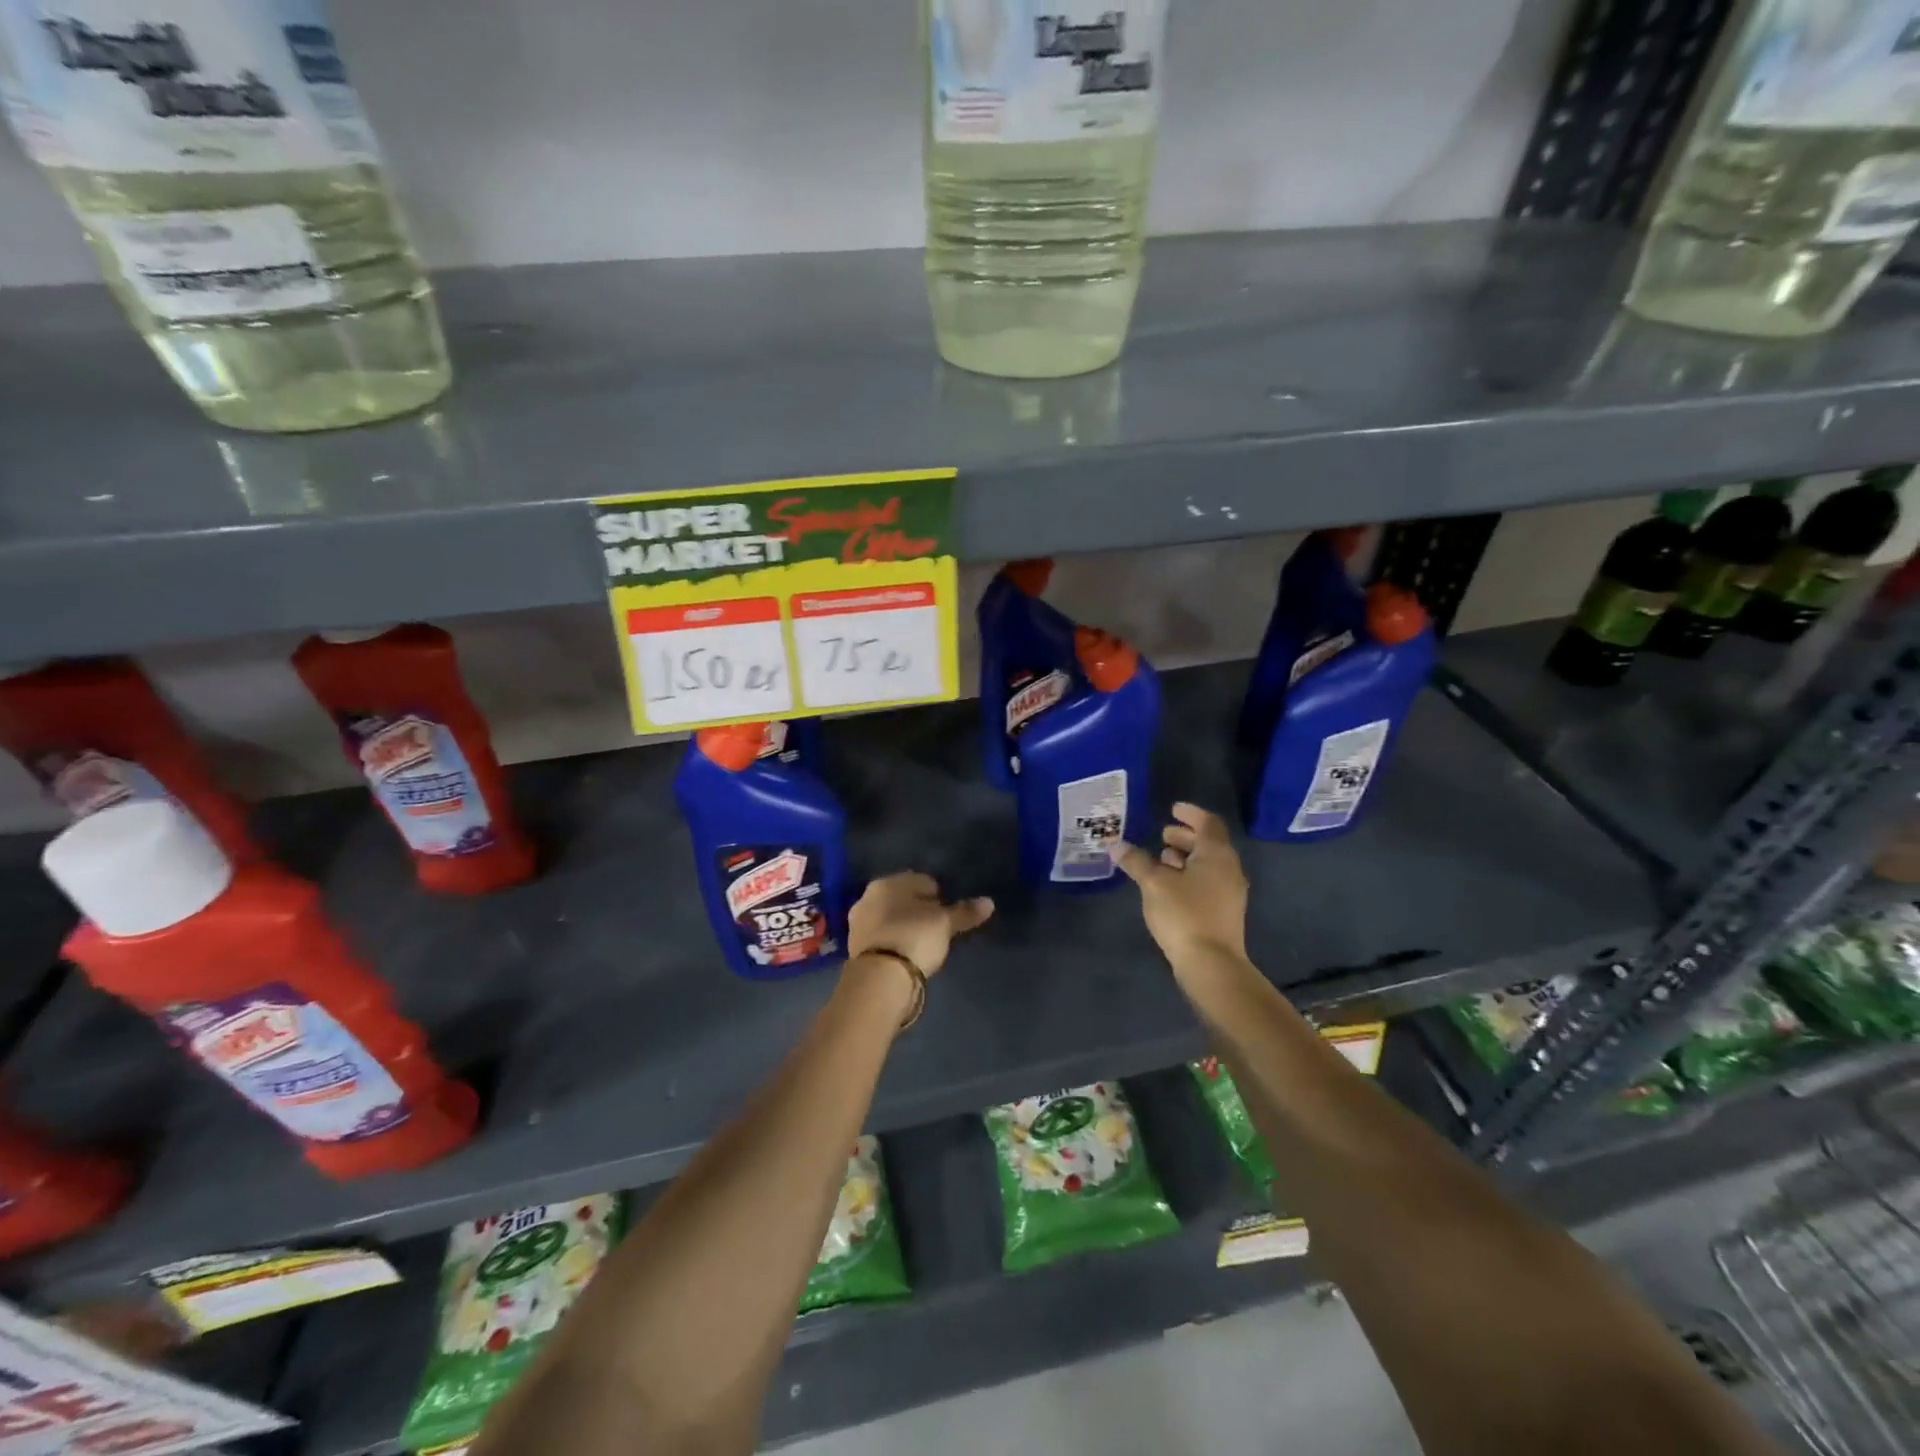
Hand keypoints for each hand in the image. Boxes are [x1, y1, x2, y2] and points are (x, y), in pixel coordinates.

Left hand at [847, 872, 993, 976]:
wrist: (879, 978)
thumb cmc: (914, 937)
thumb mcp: (944, 924)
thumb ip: (965, 912)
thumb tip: (989, 902)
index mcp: (889, 881)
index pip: (921, 881)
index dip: (938, 896)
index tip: (948, 913)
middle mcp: (868, 895)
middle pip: (902, 898)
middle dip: (917, 909)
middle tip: (935, 928)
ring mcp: (858, 922)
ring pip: (889, 917)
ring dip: (903, 925)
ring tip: (921, 943)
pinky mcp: (854, 947)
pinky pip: (881, 937)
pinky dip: (893, 942)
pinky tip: (905, 954)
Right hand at [1111, 802, 1249, 970]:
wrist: (1212, 964)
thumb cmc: (1184, 914)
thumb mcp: (1154, 884)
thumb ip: (1136, 861)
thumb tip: (1116, 845)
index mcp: (1216, 854)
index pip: (1208, 823)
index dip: (1190, 813)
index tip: (1173, 809)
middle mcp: (1228, 868)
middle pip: (1209, 843)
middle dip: (1185, 836)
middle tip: (1163, 833)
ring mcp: (1229, 891)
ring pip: (1207, 864)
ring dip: (1185, 856)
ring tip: (1161, 858)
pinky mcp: (1223, 911)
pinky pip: (1207, 881)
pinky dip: (1189, 874)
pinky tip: (1168, 884)